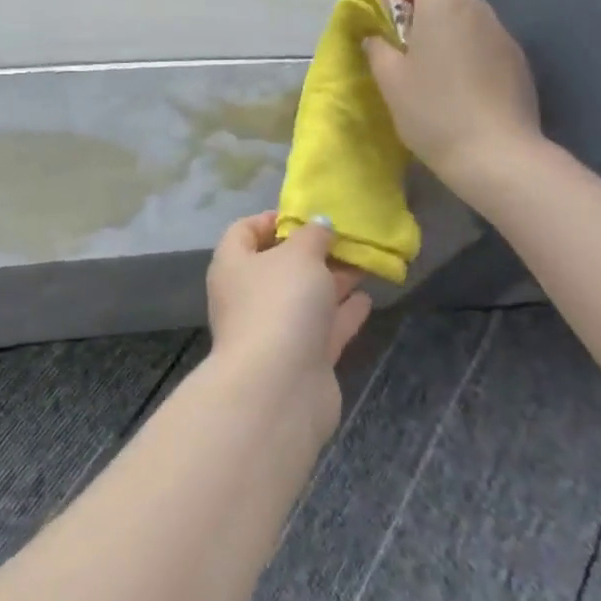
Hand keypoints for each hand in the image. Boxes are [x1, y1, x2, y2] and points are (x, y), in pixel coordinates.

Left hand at [206, 212, 371, 435]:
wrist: (280, 386)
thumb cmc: (281, 303)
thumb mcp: (299, 255)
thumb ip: (313, 235)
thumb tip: (319, 225)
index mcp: (233, 265)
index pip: (244, 231)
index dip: (272, 219)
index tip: (306, 214)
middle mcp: (247, 296)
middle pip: (279, 266)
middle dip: (312, 252)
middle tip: (347, 238)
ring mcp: (273, 330)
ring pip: (304, 298)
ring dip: (332, 281)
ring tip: (365, 263)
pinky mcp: (299, 360)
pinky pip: (322, 328)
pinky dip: (342, 313)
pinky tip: (366, 299)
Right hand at [366, 0, 542, 199]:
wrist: (497, 155)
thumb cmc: (433, 110)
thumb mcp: (390, 80)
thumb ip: (377, 47)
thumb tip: (375, 36)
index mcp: (443, 4)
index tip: (379, 4)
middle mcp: (477, 9)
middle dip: (415, 4)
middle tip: (394, 39)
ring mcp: (502, 34)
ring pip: (464, 16)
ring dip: (439, 28)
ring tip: (422, 65)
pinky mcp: (517, 61)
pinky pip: (482, 40)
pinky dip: (462, 48)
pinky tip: (453, 86)